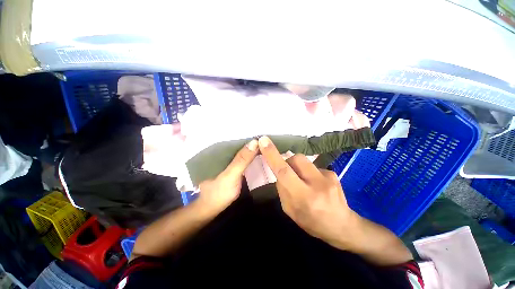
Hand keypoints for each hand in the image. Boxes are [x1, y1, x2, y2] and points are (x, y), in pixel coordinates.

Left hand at [197, 139, 258, 212]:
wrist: (212, 209)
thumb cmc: (218, 192)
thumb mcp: (230, 175)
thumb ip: (241, 160)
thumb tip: (255, 141)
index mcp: (220, 151)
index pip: (236, 138)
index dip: (248, 135)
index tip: (262, 133)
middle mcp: (223, 153)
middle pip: (239, 144)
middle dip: (252, 141)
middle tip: (267, 138)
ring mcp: (228, 160)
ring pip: (242, 151)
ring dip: (252, 149)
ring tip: (265, 144)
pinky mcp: (232, 167)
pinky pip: (242, 158)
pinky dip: (250, 156)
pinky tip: (258, 154)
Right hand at [258, 136, 358, 247]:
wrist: (342, 226)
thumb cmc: (311, 222)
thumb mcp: (290, 210)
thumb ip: (282, 189)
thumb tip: (280, 173)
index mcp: (302, 197)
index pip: (284, 172)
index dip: (272, 155)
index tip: (263, 141)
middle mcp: (316, 184)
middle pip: (295, 159)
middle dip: (287, 162)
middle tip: (289, 173)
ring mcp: (328, 177)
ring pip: (304, 160)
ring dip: (298, 167)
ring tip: (303, 180)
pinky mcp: (334, 173)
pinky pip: (313, 166)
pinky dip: (309, 172)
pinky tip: (316, 184)